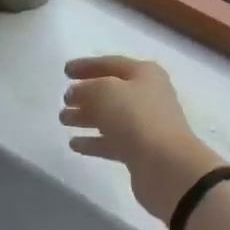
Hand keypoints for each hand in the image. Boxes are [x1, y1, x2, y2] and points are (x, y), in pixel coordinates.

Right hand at [62, 57, 223, 221]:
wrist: (166, 165)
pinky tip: (74, 144)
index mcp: (144, 74)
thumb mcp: (105, 91)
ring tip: (63, 120)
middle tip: (63, 100)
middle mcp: (147, 96)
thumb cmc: (136, 118)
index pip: (111, 64)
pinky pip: (112, 141)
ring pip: (110, 117)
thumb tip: (76, 93)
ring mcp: (145, 125)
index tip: (65, 71)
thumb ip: (86, 88)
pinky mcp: (140, 151)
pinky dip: (93, 141)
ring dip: (86, 117)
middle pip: (111, 91)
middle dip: (85, 94)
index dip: (87, 65)